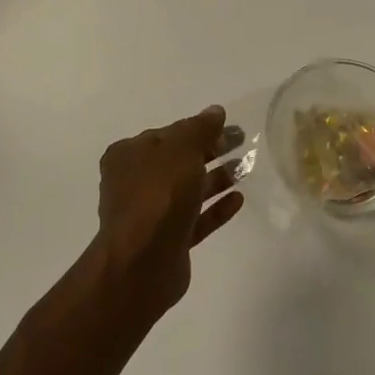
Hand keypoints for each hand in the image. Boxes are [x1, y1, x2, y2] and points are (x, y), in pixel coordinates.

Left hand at [90, 106, 245, 320]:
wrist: (142, 263)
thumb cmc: (158, 195)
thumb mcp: (181, 149)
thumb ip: (200, 128)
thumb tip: (215, 111)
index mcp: (129, 155)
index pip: (167, 134)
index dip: (198, 128)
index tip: (226, 126)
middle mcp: (135, 182)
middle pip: (179, 161)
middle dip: (210, 151)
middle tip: (242, 142)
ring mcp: (151, 214)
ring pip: (188, 190)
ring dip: (216, 178)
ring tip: (245, 169)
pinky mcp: (168, 241)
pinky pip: (195, 218)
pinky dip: (215, 208)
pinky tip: (238, 200)